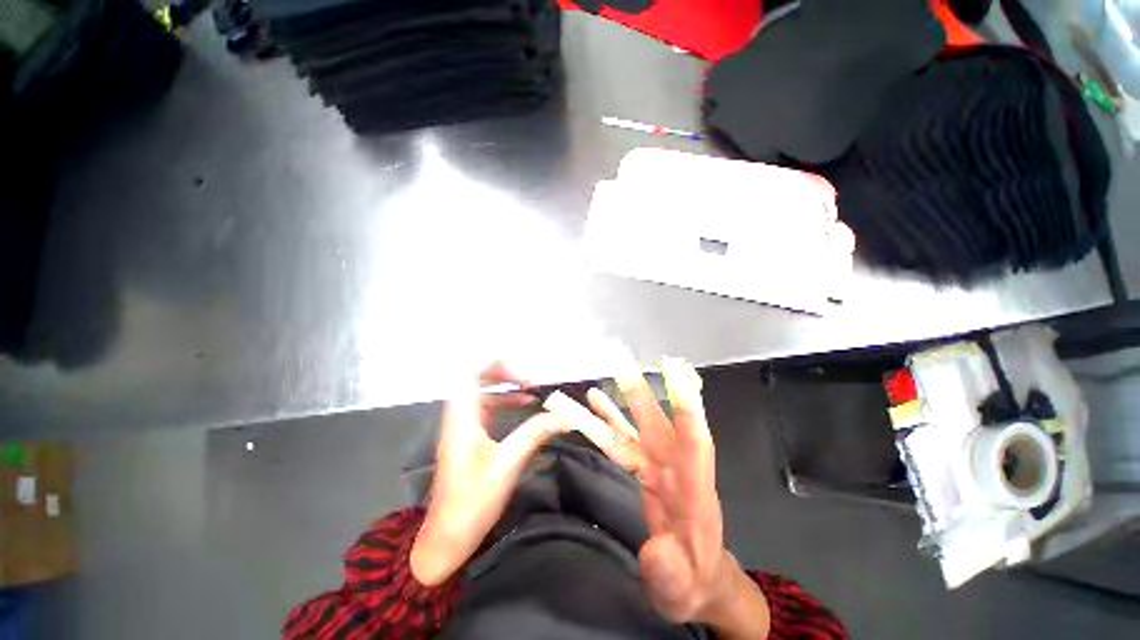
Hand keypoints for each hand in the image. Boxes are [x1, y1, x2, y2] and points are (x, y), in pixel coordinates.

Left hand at [410, 363, 566, 586]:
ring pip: (480, 391)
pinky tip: (523, 405)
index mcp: (463, 419)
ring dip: (504, 384)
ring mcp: (462, 426)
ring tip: (530, 386)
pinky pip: (485, 407)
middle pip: (475, 378)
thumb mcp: (507, 465)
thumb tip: (564, 416)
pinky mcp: (468, 436)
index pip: (470, 375)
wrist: (446, 537)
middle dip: (503, 371)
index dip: (494, 364)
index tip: (522, 372)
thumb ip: (534, 434)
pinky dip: (504, 400)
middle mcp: (459, 417)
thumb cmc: (472, 502)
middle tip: (528, 377)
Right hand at [581, 356, 769, 637]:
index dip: (687, 408)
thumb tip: (656, 550)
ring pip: (635, 425)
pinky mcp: (644, 468)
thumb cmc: (694, 583)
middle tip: (621, 359)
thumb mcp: (682, 589)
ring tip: (604, 370)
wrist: (695, 580)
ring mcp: (658, 465)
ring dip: (620, 397)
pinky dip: (609, 419)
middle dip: (640, 390)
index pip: (695, 443)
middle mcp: (676, 467)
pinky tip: (595, 401)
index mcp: (694, 491)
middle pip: (657, 422)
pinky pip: (622, 439)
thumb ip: (670, 571)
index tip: (677, 374)